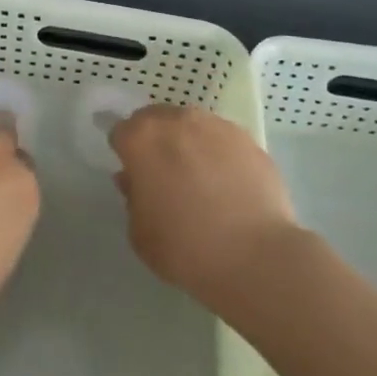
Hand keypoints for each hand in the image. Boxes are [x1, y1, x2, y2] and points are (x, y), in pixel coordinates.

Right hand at [110, 105, 301, 308]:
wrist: (255, 256)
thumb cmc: (185, 248)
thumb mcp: (140, 234)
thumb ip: (132, 198)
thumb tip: (134, 179)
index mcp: (141, 138)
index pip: (121, 133)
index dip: (125, 155)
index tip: (135, 178)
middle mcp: (176, 120)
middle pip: (155, 120)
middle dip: (155, 141)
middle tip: (164, 176)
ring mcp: (214, 125)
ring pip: (190, 125)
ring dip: (187, 143)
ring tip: (201, 179)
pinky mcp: (246, 138)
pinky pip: (222, 139)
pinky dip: (219, 154)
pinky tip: (229, 185)